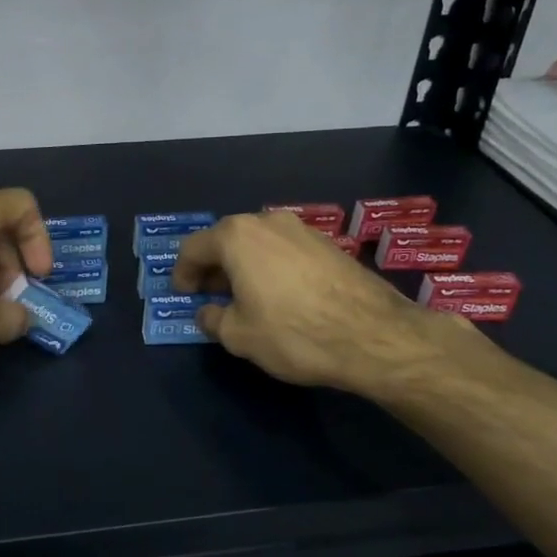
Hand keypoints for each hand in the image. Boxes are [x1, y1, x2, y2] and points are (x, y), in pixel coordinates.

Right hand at [171, 211, 468, 396]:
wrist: (374, 336)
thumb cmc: (293, 332)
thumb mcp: (239, 335)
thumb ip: (214, 319)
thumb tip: (210, 312)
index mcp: (237, 236)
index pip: (194, 248)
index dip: (182, 273)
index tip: (183, 294)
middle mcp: (267, 221)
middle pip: (226, 240)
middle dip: (213, 268)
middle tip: (209, 296)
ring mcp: (301, 230)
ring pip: (258, 244)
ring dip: (243, 267)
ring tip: (243, 297)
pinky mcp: (328, 244)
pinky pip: (284, 251)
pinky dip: (271, 268)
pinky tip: (277, 296)